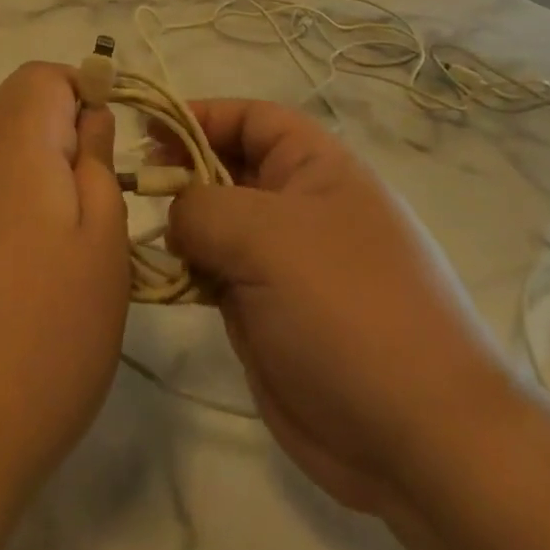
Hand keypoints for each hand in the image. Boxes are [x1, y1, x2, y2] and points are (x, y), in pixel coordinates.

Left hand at [0, 63, 130, 537]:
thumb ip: (98, 165)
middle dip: (67, 149)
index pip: (44, 76)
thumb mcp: (102, 244)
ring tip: (68, 267)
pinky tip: (24, 294)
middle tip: (101, 219)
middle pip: (22, 117)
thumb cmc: (36, 334)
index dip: (85, 95)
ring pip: (3, 165)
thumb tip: (89, 120)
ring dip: (42, 193)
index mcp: (8, 141)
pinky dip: (10, 226)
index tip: (113, 152)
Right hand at [165, 101, 514, 533]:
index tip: (148, 129)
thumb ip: (203, 208)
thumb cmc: (344, 305)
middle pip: (227, 168)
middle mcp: (296, 206)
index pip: (250, 118)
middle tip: (131, 184)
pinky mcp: (268, 313)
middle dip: (180, 171)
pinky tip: (157, 277)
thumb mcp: (266, 235)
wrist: (417, 435)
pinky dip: (186, 272)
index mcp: (313, 167)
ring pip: (216, 226)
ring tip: (133, 230)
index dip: (200, 115)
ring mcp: (282, 262)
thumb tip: (175, 214)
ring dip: (178, 226)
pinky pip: (216, 276)